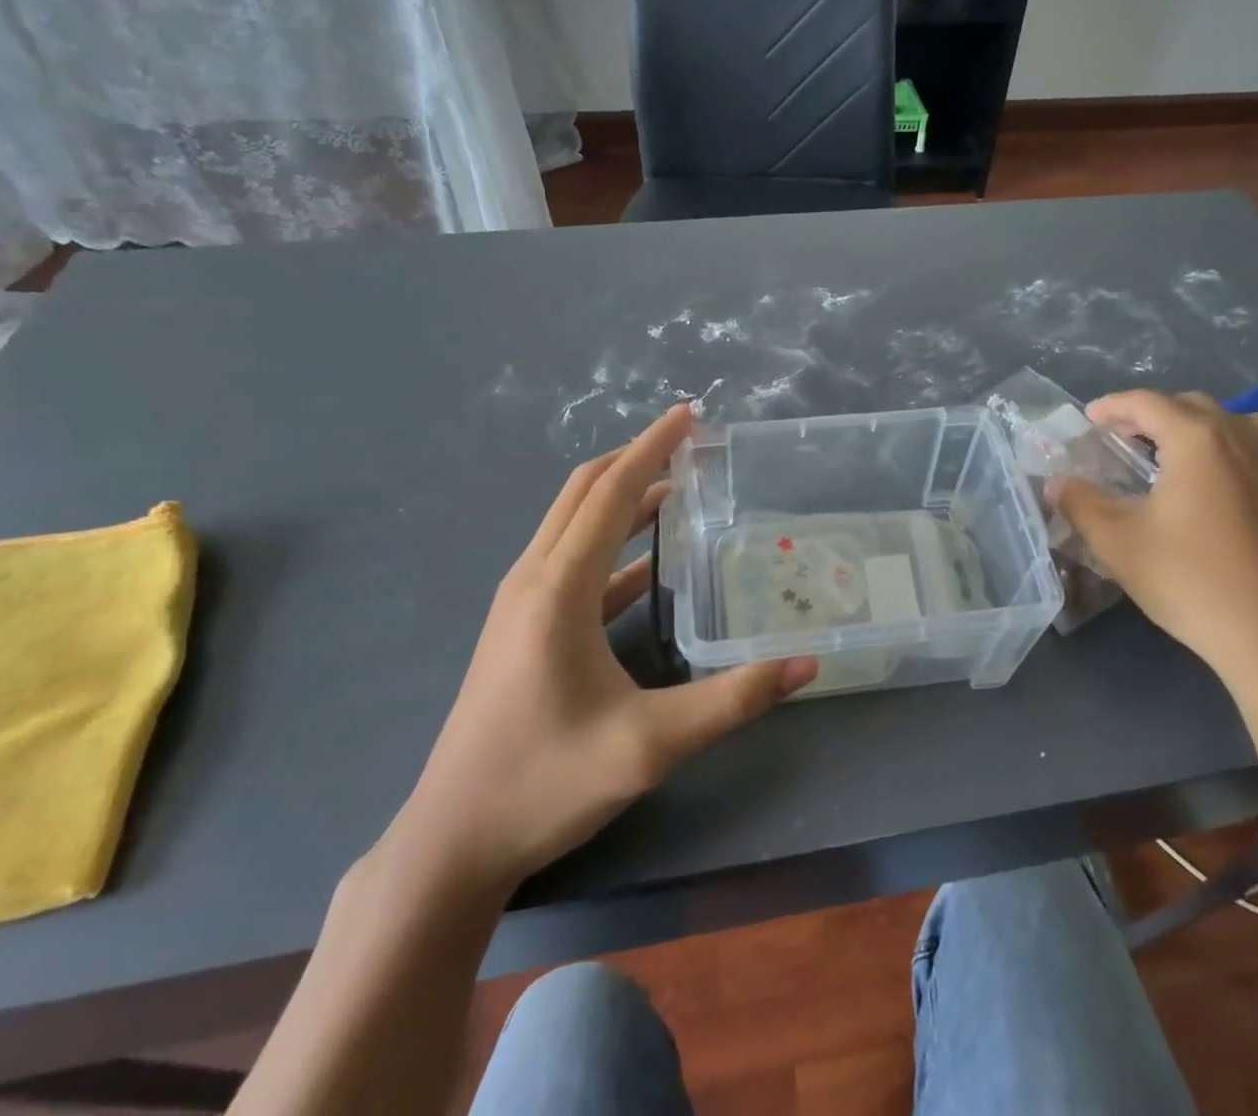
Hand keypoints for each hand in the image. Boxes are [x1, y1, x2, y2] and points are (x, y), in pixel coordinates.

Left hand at [385, 404, 816, 898]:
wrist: (453, 843)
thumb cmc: (545, 783)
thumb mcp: (649, 744)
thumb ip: (732, 700)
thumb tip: (804, 664)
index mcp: (558, 588)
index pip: (611, 492)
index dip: (652, 448)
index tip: (690, 414)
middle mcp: (533, 580)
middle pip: (584, 493)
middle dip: (635, 459)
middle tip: (690, 443)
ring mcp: (522, 604)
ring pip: (573, 524)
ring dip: (622, 498)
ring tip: (678, 489)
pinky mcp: (523, 629)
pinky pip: (573, 564)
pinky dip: (612, 545)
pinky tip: (650, 562)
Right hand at [1050, 390, 1257, 702]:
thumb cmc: (1191, 580)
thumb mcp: (1118, 542)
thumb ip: (1080, 503)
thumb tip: (1056, 482)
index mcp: (1198, 439)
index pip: (1147, 403)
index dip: (1112, 406)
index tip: (1087, 419)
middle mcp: (1240, 437)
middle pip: (1187, 406)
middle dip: (1148, 415)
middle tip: (1117, 438)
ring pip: (1223, 423)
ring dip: (1186, 428)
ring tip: (1158, 455)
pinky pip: (1244, 448)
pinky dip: (1213, 449)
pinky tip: (1197, 486)